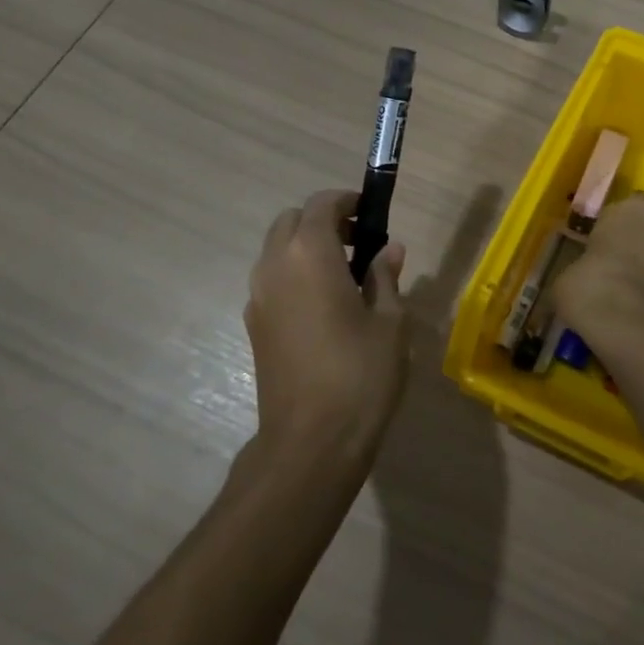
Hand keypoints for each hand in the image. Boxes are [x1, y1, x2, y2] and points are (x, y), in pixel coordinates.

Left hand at [245, 189, 407, 463]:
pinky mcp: (253, 326)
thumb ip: (385, 276)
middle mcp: (274, 266)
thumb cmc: (360, 373)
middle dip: (323, 222)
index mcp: (308, 255)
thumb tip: (389, 249)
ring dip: (306, 248)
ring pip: (277, 250)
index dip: (347, 201)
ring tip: (345, 277)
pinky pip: (272, 280)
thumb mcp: (389, 321)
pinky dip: (294, 275)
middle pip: (291, 221)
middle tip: (359, 244)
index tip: (371, 213)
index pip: (320, 204)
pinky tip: (324, 308)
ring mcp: (258, 298)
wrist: (310, 443)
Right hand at [553, 196, 643, 378]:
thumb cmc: (597, 294)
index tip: (595, 254)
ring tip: (633, 303)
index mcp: (632, 209)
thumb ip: (578, 269)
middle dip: (637, 247)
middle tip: (614, 275)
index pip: (619, 211)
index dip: (607, 233)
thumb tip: (579, 280)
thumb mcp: (565, 280)